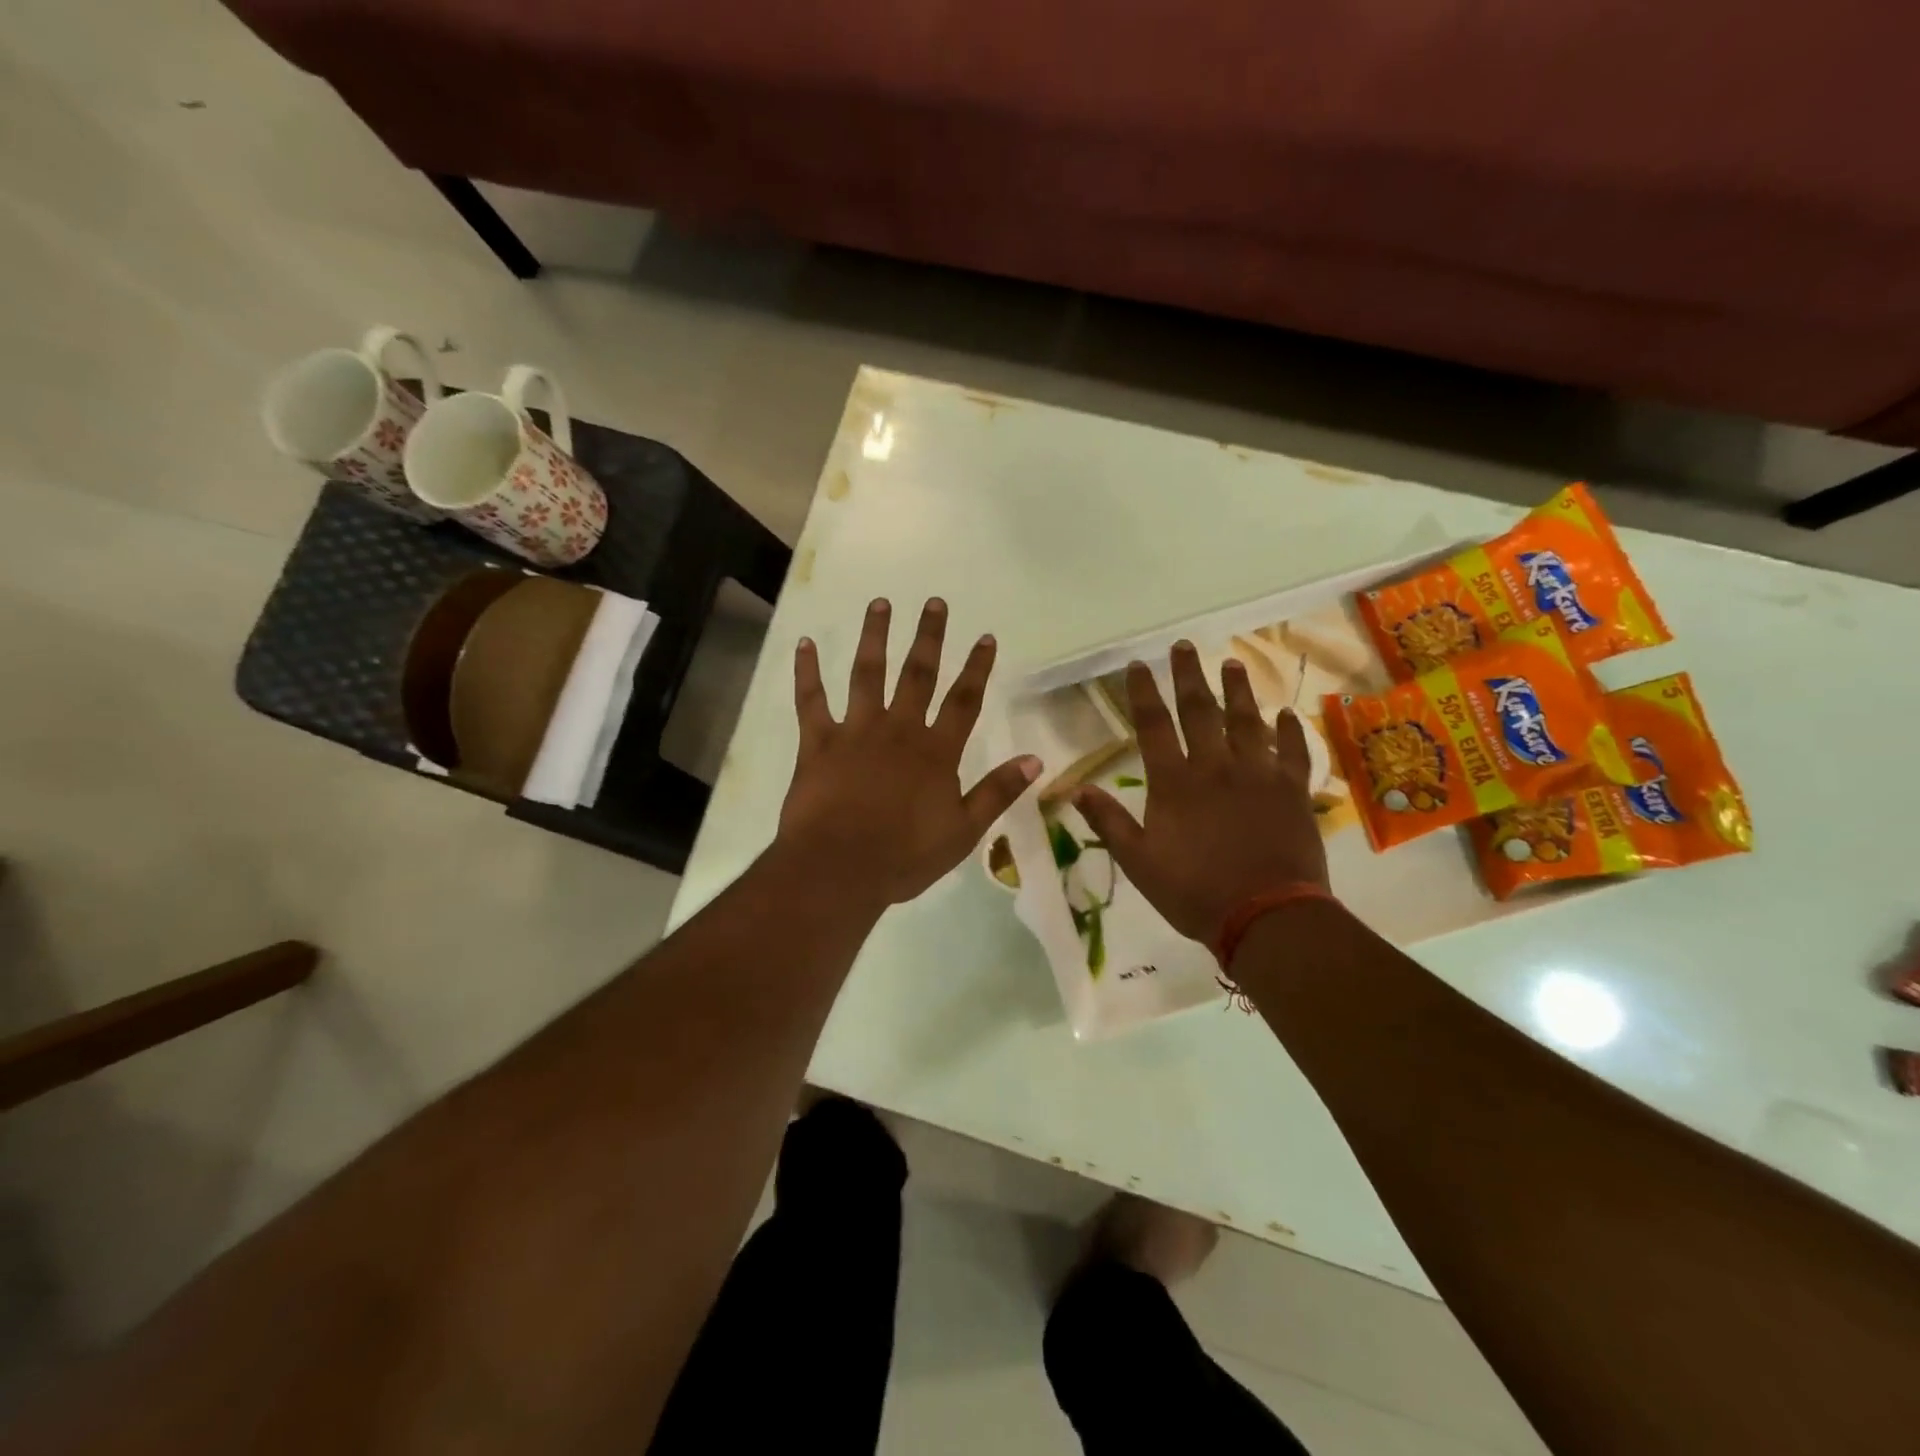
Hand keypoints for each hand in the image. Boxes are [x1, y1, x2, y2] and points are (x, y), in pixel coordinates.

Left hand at [778, 598, 1039, 909]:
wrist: (839, 869)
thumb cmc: (904, 856)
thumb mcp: (963, 831)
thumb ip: (997, 792)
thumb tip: (1035, 760)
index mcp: (935, 752)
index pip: (963, 701)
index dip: (977, 668)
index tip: (986, 636)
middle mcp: (898, 730)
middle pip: (918, 675)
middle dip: (928, 637)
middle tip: (933, 602)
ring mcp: (855, 732)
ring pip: (867, 675)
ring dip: (874, 637)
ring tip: (879, 604)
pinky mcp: (818, 743)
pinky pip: (811, 701)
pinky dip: (806, 672)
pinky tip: (804, 644)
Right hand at [1073, 642, 1327, 945]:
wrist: (1267, 917)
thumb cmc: (1194, 892)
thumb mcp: (1138, 863)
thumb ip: (1109, 822)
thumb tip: (1076, 789)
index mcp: (1175, 783)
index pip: (1153, 726)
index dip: (1143, 692)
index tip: (1138, 664)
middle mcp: (1216, 767)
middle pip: (1200, 711)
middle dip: (1189, 676)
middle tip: (1184, 646)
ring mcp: (1259, 775)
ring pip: (1248, 721)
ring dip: (1239, 690)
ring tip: (1232, 663)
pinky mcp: (1293, 791)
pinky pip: (1294, 752)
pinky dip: (1291, 731)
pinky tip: (1286, 713)